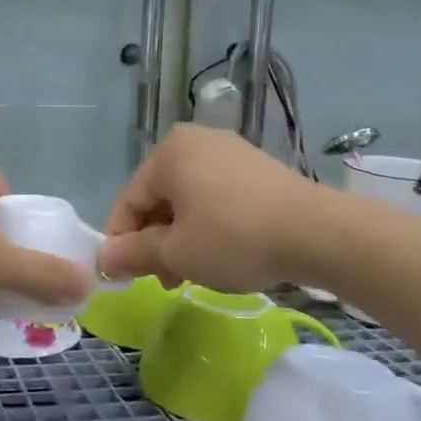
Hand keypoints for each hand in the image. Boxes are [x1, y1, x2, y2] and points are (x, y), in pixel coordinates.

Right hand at [99, 125, 314, 291]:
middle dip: (155, 241)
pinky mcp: (258, 167)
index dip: (121, 241)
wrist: (318, 233)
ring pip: (189, 200)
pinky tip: (222, 253)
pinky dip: (209, 224)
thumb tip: (102, 259)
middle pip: (159, 198)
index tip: (123, 276)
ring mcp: (231, 151)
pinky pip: (217, 196)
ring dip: (182, 237)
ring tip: (193, 273)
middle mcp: (196, 141)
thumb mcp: (177, 253)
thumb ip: (134, 253)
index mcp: (168, 153)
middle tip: (164, 279)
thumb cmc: (233, 238)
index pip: (129, 200)